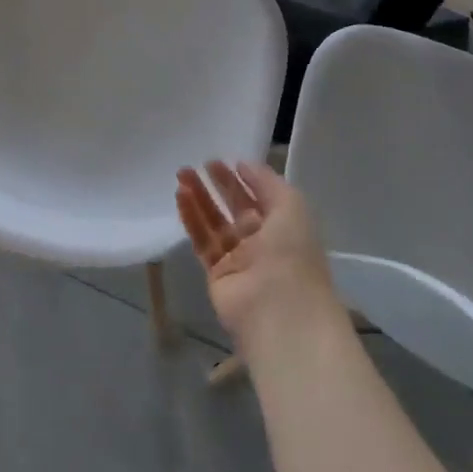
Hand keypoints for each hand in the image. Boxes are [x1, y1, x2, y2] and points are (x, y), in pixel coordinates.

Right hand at [175, 161, 336, 346]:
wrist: (280, 310)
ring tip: (181, 175)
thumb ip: (266, 181)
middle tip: (194, 165)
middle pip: (233, 207)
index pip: (257, 197)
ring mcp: (238, 258)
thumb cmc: (292, 253)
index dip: (239, 178)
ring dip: (198, 198)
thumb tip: (242, 164)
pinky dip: (191, 218)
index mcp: (283, 226)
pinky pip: (201, 240)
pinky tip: (180, 197)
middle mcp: (261, 241)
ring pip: (214, 222)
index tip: (218, 161)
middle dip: (215, 185)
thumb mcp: (291, 205)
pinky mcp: (217, 273)